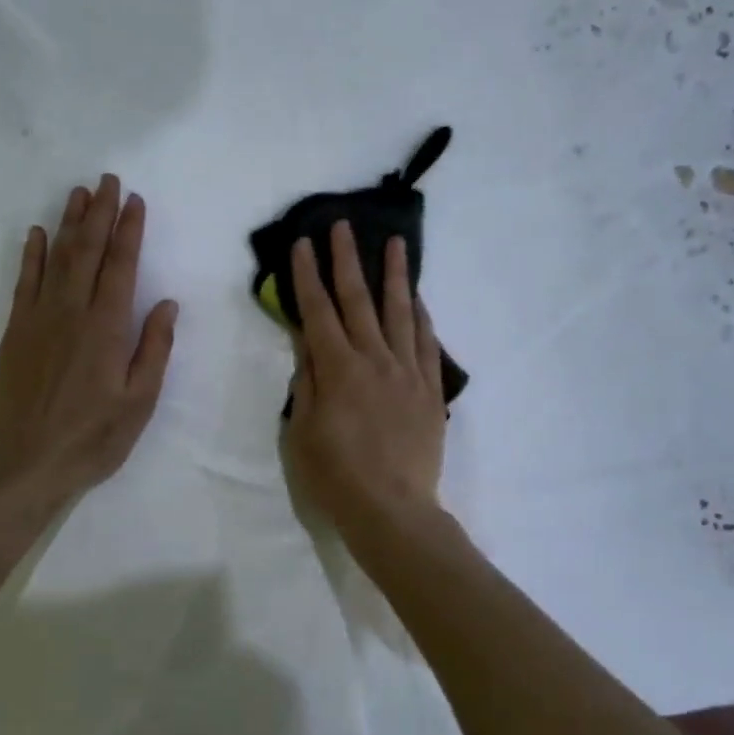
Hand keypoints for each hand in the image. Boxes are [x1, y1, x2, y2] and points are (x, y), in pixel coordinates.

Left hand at [0, 176, 178, 511]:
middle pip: (87, 251)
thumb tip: (166, 303)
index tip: (135, 201)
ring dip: (68, 223)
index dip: (128, 230)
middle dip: (99, 213)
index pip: (121, 266)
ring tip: (78, 193)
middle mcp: (71, 312)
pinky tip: (36, 233)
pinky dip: (31, 254)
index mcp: (106, 328)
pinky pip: (24, 282)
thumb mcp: (140, 400)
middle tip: (107, 180)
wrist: (29, 463)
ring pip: (56, 258)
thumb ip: (154, 347)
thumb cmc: (95, 436)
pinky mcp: (15, 331)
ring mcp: (38, 318)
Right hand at [283, 221, 446, 537]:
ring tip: (396, 243)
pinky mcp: (430, 389)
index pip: (319, 311)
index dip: (307, 276)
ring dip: (396, 275)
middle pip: (359, 300)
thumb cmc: (337, 475)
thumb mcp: (304, 430)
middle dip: (347, 260)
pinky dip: (422, 316)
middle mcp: (375, 360)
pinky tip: (418, 299)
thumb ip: (307, 381)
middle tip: (342, 225)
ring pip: (401, 313)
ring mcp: (408, 372)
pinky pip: (428, 343)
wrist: (393, 509)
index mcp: (338, 369)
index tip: (302, 244)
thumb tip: (307, 342)